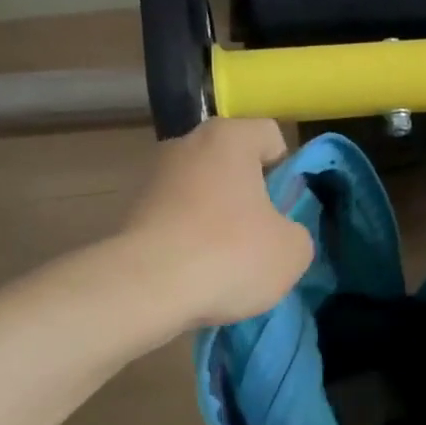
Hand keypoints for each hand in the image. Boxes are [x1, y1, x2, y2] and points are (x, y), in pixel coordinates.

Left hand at [121, 119, 313, 326]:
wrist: (147, 288)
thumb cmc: (232, 254)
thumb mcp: (293, 250)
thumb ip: (295, 232)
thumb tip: (279, 234)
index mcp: (229, 138)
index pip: (269, 136)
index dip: (286, 170)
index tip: (285, 207)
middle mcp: (185, 145)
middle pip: (232, 165)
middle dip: (248, 197)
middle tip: (261, 238)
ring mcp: (153, 179)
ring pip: (202, 195)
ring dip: (216, 221)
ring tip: (226, 265)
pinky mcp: (130, 214)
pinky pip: (176, 222)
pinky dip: (189, 243)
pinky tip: (196, 275)